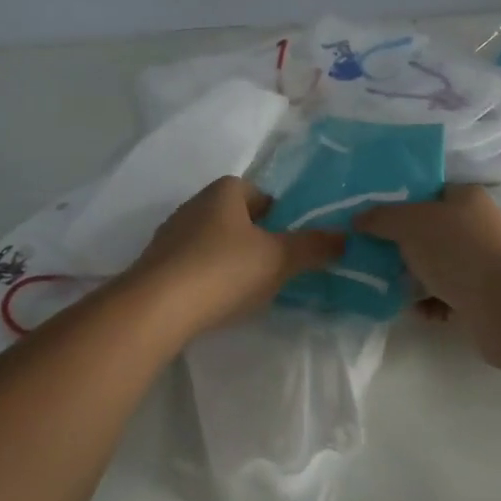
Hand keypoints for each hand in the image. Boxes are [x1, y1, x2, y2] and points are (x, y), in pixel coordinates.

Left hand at [126, 177, 344, 336]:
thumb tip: (346, 237)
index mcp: (224, 192)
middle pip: (236, 217)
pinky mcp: (156, 265)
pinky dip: (208, 278)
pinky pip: (193, 265)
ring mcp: (171, 235)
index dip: (280, 215)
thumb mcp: (278, 259)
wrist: (155, 308)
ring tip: (248, 289)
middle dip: (256, 238)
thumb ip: (313, 247)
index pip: (260, 194)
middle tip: (276, 267)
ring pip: (213, 242)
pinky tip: (216, 302)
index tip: (291, 243)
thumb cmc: (223, 270)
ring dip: (230, 259)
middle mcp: (194, 204)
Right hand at [356, 184, 500, 317]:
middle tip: (380, 260)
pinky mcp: (490, 295)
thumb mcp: (410, 225)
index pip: (429, 193)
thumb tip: (358, 219)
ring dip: (418, 280)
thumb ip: (381, 218)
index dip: (401, 205)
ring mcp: (489, 261)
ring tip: (398, 292)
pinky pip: (453, 295)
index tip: (376, 223)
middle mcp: (481, 224)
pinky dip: (435, 303)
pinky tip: (423, 313)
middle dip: (405, 248)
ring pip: (441, 266)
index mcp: (467, 197)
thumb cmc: (458, 251)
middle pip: (433, 232)